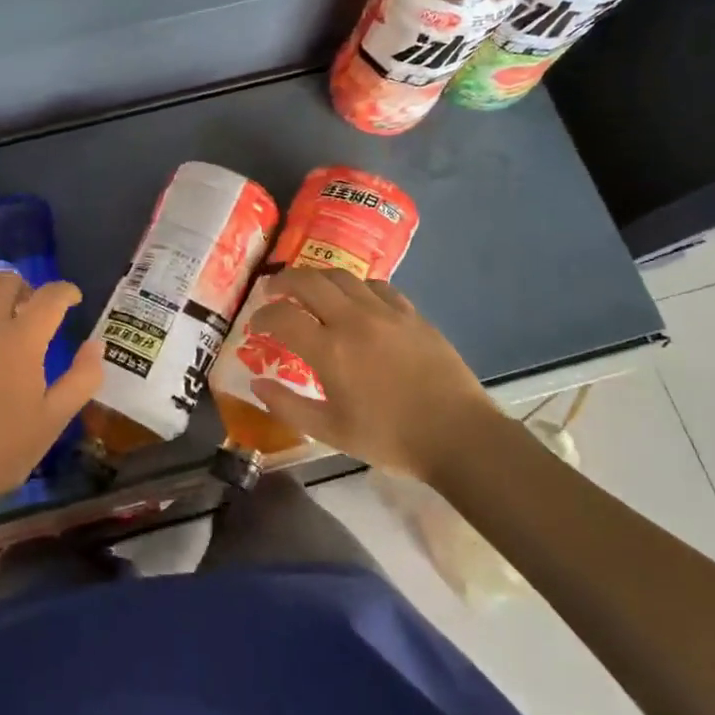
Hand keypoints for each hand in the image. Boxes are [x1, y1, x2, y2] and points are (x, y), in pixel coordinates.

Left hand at [0, 273, 103, 497]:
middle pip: (4, 282)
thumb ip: (82, 378)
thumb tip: (96, 344)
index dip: (65, 291)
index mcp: (21, 340)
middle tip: (26, 310)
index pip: (50, 296)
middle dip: (23, 289)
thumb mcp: (54, 419)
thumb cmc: (3, 449)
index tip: (71, 299)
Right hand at [245, 268, 510, 484]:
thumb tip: (257, 385)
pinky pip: (377, 285)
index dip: (262, 316)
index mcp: (329, 350)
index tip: (256, 325)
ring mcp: (385, 312)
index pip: (282, 317)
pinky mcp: (411, 314)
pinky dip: (356, 286)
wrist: (458, 435)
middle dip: (283, 282)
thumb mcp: (330, 432)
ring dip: (317, 278)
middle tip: (273, 291)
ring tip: (309, 289)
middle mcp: (352, 320)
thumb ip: (288, 406)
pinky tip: (355, 299)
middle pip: (308, 281)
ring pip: (342, 276)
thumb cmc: (390, 438)